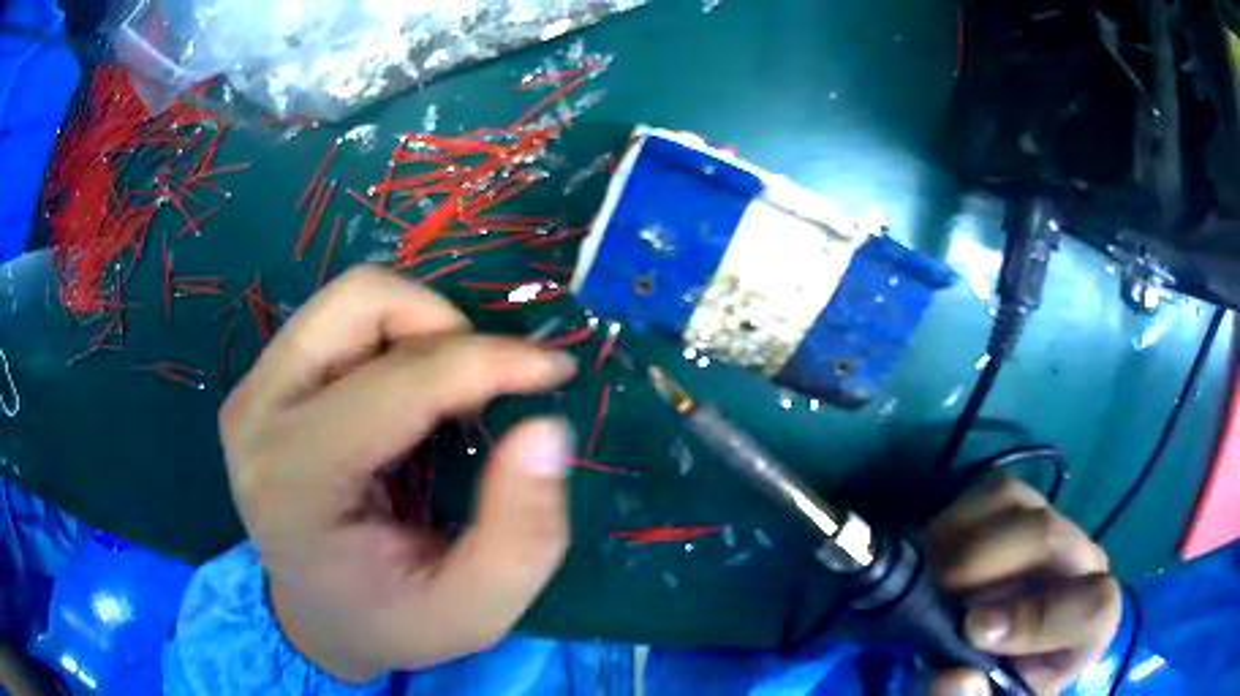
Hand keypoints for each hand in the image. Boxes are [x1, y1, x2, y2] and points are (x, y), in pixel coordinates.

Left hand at [219, 267, 577, 681]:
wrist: (316, 617)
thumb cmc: (391, 621)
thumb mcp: (474, 611)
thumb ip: (521, 534)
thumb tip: (545, 427)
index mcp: (296, 480)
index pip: (398, 383)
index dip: (489, 362)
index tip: (553, 370)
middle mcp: (258, 417)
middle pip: (360, 302)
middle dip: (445, 327)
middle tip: (485, 388)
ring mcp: (252, 392)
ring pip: (349, 299)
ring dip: (419, 328)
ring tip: (450, 390)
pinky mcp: (260, 383)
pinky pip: (337, 321)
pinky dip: (392, 339)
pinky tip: (408, 396)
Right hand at [923, 477, 1121, 695]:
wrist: (994, 653)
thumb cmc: (998, 684)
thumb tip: (952, 675)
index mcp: (1089, 626)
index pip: (1093, 607)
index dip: (1039, 618)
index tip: (973, 631)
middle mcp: (1082, 564)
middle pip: (1048, 538)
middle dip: (980, 568)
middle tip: (929, 598)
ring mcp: (1054, 524)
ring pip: (1017, 505)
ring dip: (959, 543)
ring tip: (925, 579)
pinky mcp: (1022, 504)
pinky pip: (991, 492)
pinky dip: (953, 521)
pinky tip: (932, 555)